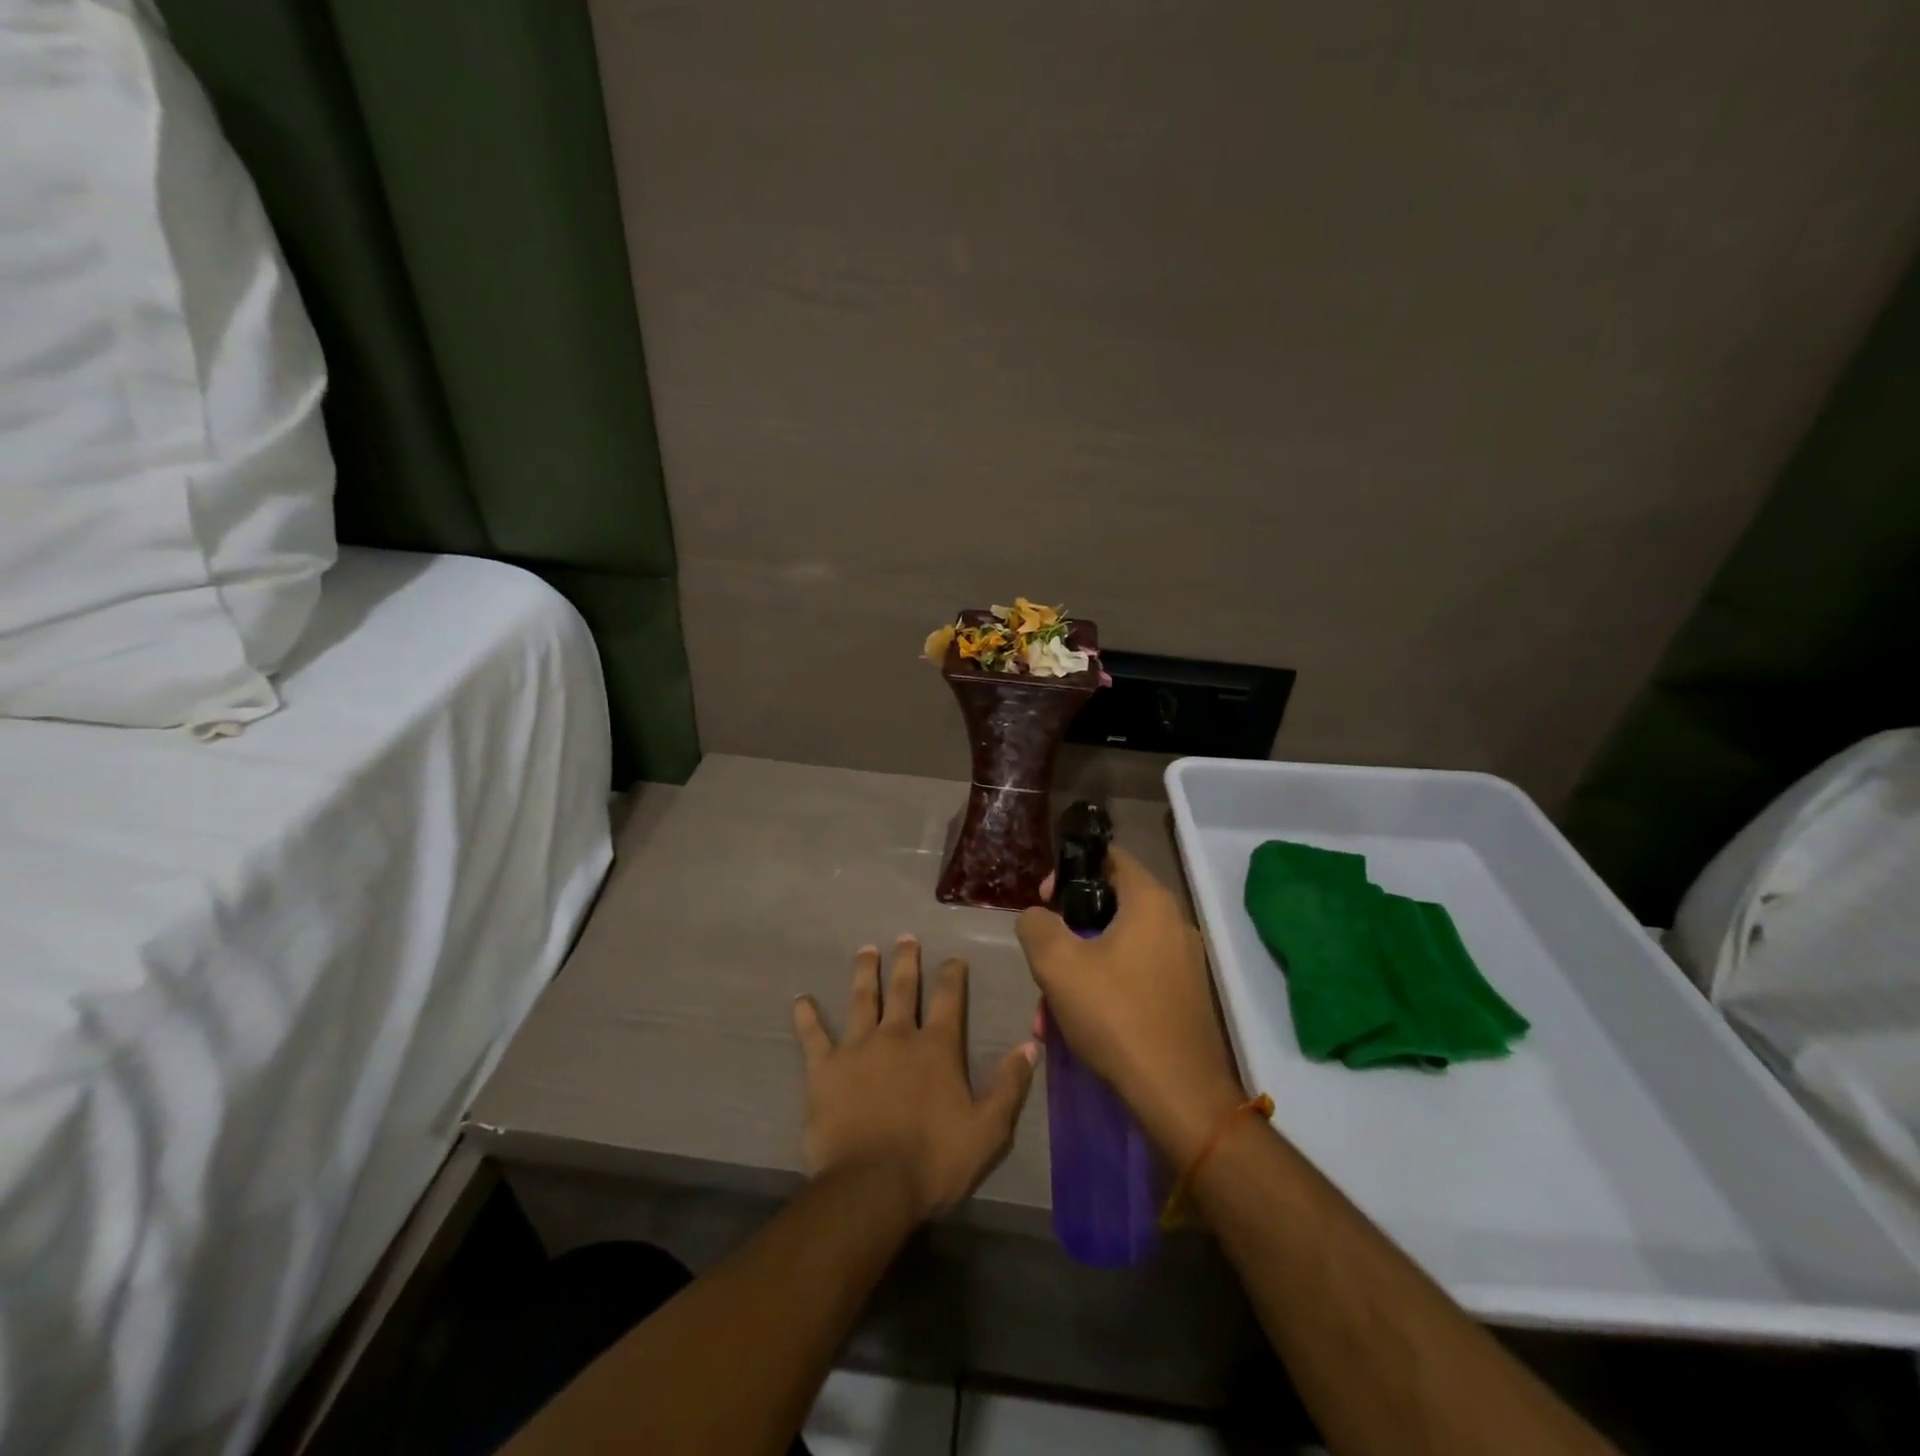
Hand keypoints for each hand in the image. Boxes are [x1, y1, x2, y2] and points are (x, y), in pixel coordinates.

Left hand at [791, 936, 1036, 1220]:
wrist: (870, 1188)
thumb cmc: (933, 1161)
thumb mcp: (987, 1130)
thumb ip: (1009, 1085)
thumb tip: (1029, 1045)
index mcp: (936, 1047)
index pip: (949, 998)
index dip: (952, 975)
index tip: (953, 958)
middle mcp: (897, 1035)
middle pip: (903, 988)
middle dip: (906, 961)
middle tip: (905, 938)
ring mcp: (857, 1048)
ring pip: (862, 999)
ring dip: (865, 973)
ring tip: (866, 951)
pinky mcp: (824, 1068)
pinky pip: (813, 1036)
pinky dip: (806, 1017)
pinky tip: (801, 1000)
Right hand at [1017, 845, 1242, 1164]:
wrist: (1178, 1093)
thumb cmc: (1116, 1013)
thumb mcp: (1057, 964)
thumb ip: (1036, 925)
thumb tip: (1037, 916)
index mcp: (1150, 901)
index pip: (1109, 857)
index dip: (1070, 869)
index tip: (1044, 899)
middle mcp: (1173, 921)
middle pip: (1108, 905)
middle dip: (1067, 932)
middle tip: (1041, 957)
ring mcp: (1182, 960)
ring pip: (1116, 948)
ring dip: (1077, 970)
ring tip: (1047, 1012)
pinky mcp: (1182, 995)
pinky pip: (1133, 975)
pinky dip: (1102, 990)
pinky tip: (1075, 1026)